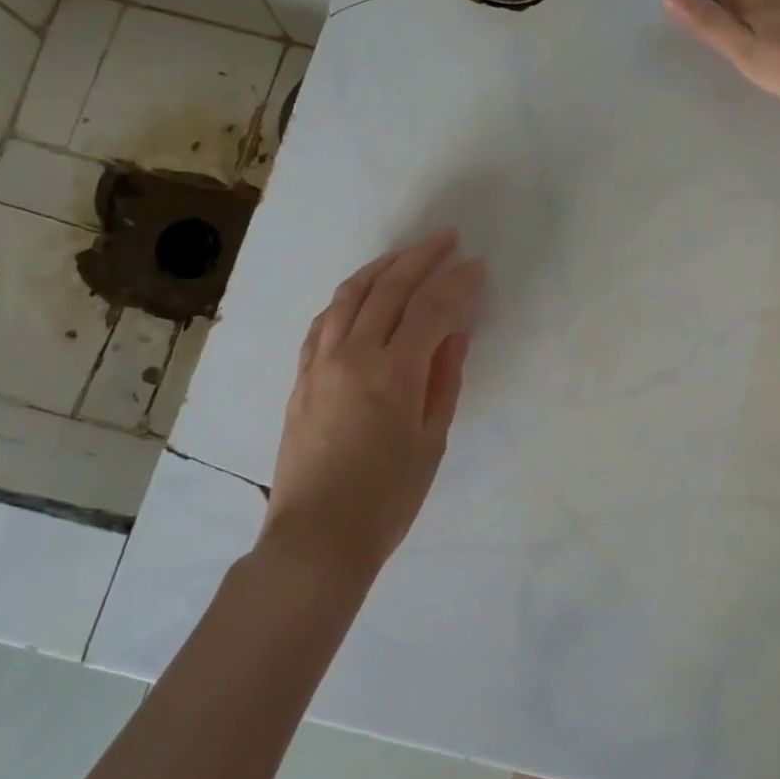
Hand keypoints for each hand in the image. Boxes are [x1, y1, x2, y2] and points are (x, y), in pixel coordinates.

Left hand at [262, 230, 485, 576]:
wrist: (316, 539)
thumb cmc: (387, 498)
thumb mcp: (431, 440)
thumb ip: (444, 380)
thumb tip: (455, 335)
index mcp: (393, 373)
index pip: (432, 309)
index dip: (458, 284)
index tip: (478, 266)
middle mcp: (353, 355)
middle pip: (389, 289)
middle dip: (422, 258)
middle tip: (447, 239)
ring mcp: (320, 363)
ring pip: (351, 296)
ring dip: (382, 268)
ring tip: (406, 254)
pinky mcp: (301, 378)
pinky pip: (324, 321)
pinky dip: (348, 297)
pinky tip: (361, 293)